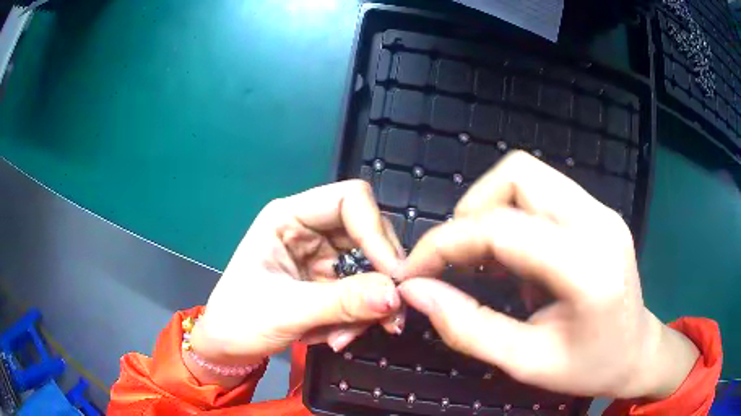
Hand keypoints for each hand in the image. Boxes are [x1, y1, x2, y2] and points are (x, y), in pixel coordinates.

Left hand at [188, 181, 404, 384]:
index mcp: (289, 217)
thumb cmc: (240, 320)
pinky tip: (336, 338)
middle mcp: (310, 230)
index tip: (393, 275)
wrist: (228, 349)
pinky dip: (359, 317)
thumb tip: (396, 296)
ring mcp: (323, 257)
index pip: (349, 200)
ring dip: (369, 306)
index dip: (376, 231)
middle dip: (379, 277)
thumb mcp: (287, 311)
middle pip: (369, 235)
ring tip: (341, 338)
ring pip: (371, 268)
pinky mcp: (329, 283)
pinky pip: (363, 292)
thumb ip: (342, 302)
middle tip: (387, 317)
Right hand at [396, 151, 698, 399]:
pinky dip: (513, 214)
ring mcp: (600, 210)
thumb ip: (468, 328)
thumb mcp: (526, 363)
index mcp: (587, 267)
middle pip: (517, 174)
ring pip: (527, 174)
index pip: (502, 228)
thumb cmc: (589, 366)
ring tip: (485, 259)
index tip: (414, 271)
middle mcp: (597, 221)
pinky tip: (515, 256)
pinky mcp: (597, 211)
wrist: (637, 352)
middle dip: (471, 211)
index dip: (445, 243)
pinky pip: (541, 192)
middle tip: (457, 260)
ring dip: (491, 209)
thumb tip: (416, 293)